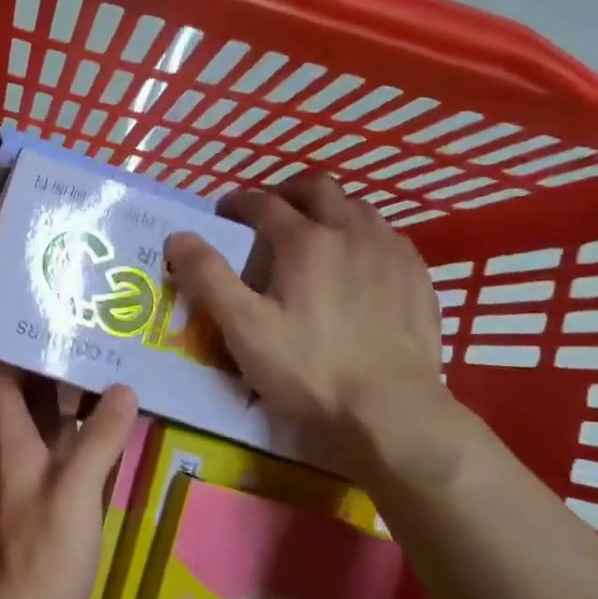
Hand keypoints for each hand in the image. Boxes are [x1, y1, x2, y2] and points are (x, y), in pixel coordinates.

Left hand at [0, 357, 137, 598]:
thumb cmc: (43, 557)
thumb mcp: (75, 493)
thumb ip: (97, 440)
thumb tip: (123, 386)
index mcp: (14, 443)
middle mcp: (17, 454)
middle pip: (23, 396)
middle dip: (40, 360)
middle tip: (73, 322)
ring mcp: (32, 480)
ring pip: (43, 422)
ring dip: (62, 392)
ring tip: (96, 360)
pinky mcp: (48, 505)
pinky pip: (61, 449)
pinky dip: (78, 428)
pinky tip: (104, 424)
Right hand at [164, 173, 446, 478]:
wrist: (392, 411)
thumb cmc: (309, 369)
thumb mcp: (244, 328)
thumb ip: (209, 277)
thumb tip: (179, 236)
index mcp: (305, 241)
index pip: (264, 203)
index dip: (238, 202)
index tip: (223, 212)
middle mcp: (351, 232)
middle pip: (318, 188)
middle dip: (287, 192)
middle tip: (269, 214)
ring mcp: (392, 252)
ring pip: (357, 208)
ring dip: (328, 211)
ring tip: (312, 237)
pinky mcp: (419, 276)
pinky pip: (387, 236)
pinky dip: (362, 237)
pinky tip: (356, 267)